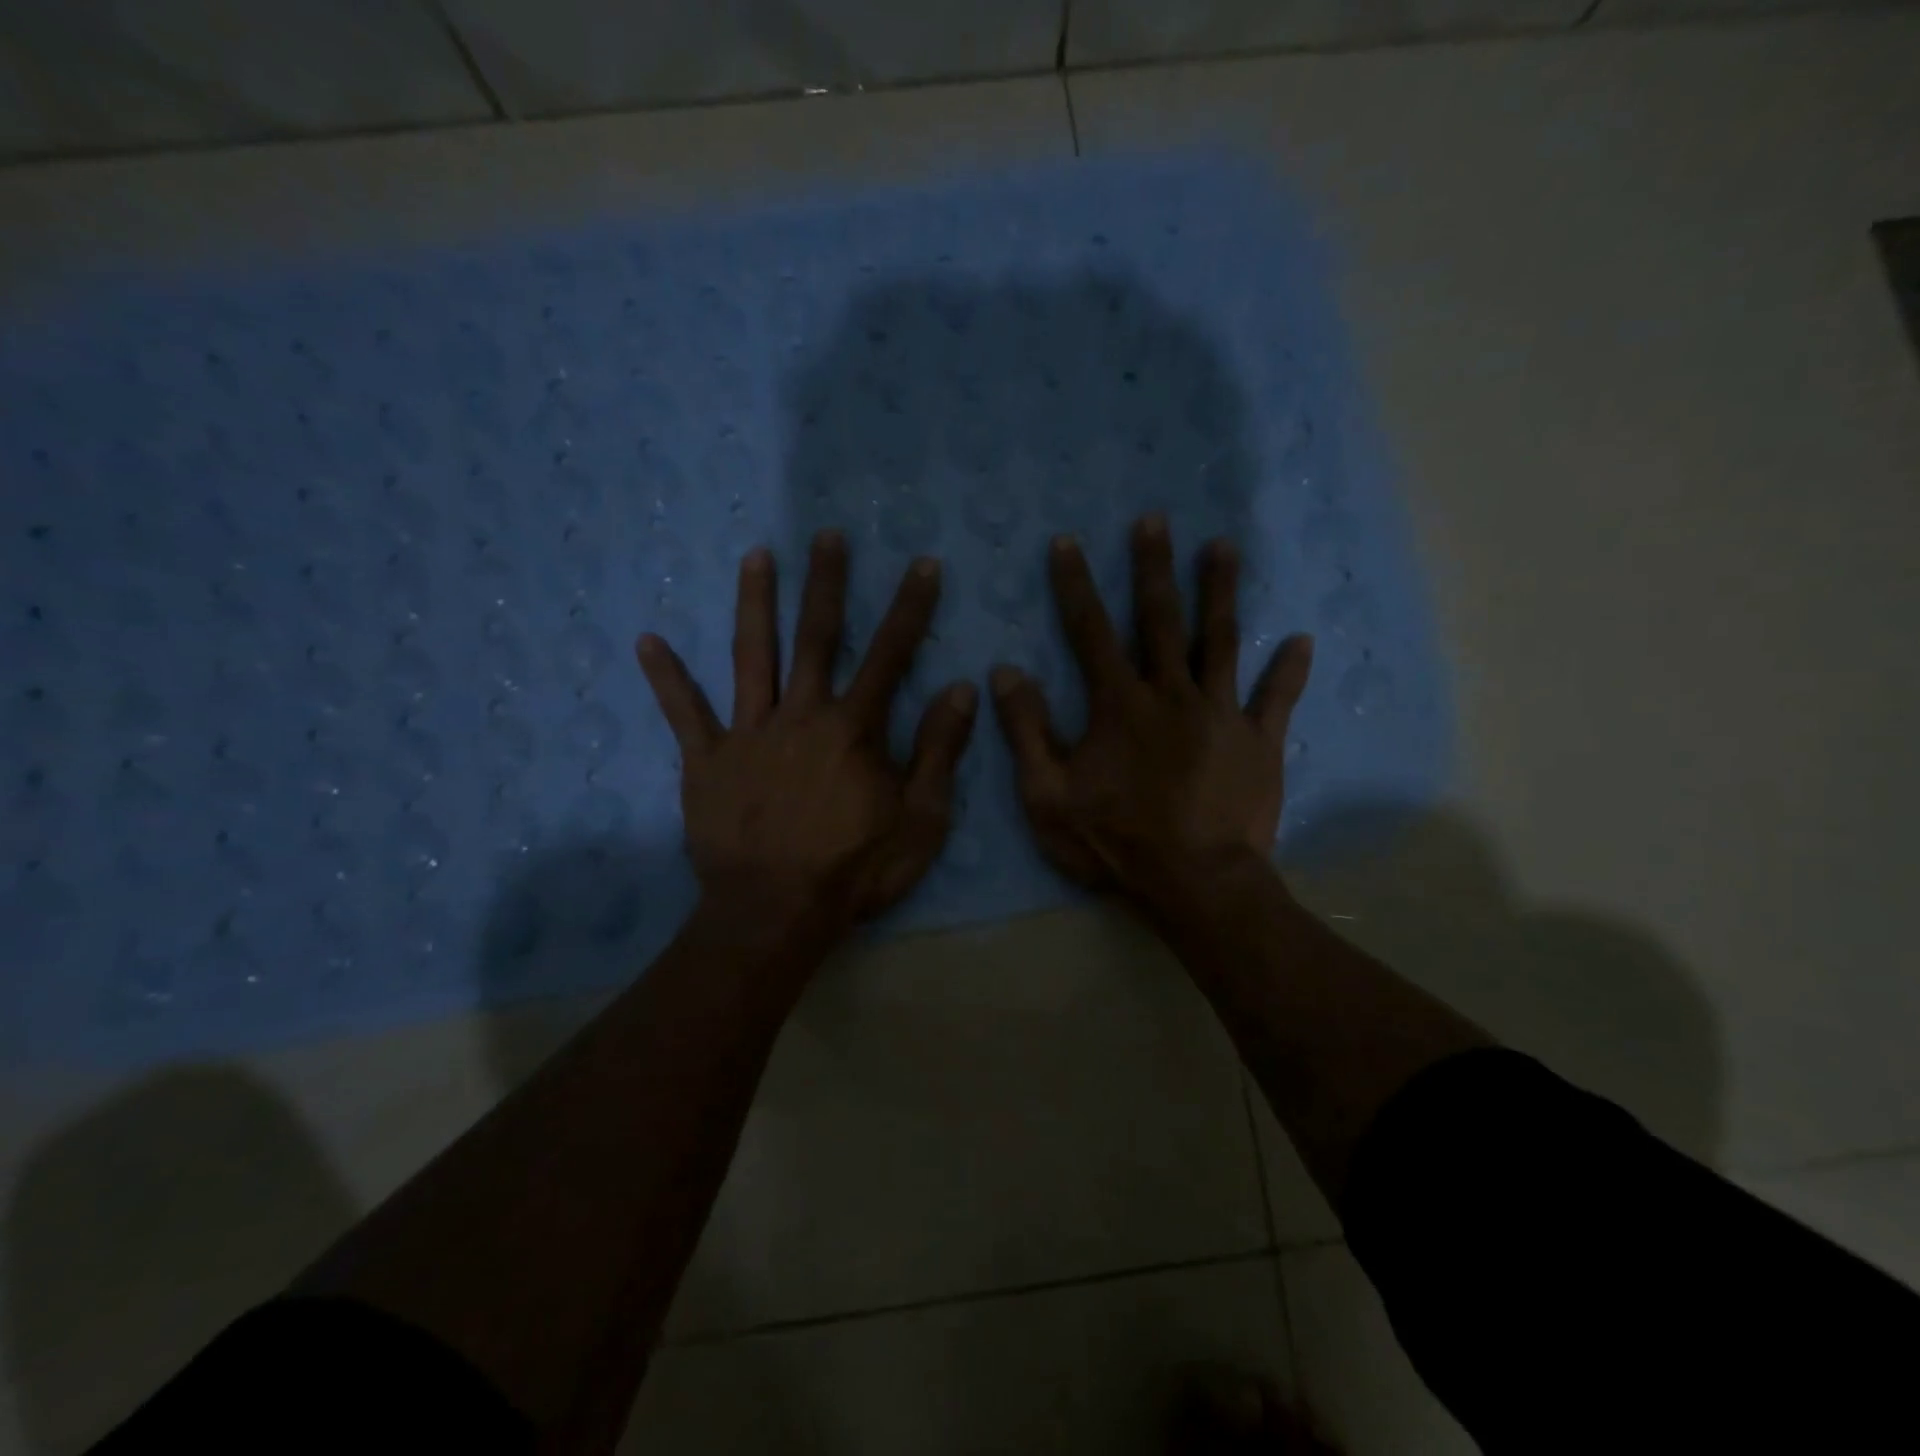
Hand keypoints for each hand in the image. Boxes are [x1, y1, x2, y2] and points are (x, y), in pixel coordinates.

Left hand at [637, 531, 976, 932]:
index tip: (922, 564)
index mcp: (854, 729)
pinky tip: (648, 640)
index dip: (910, 608)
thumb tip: (962, 688)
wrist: (776, 913)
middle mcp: (801, 715)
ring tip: (756, 555)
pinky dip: (666, 678)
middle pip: (816, 637)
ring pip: (751, 656)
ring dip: (755, 603)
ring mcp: (748, 734)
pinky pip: (685, 713)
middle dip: (826, 583)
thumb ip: (938, 750)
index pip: (890, 654)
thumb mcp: (920, 819)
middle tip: (827, 535)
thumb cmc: (856, 869)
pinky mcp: (707, 761)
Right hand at [990, 515, 1312, 908]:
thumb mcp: (1047, 795)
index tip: (1067, 542)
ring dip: (1221, 592)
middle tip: (1154, 520)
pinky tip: (1301, 640)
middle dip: (1154, 567)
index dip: (1075, 585)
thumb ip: (1026, 731)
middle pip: (1161, 620)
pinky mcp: (1259, 741)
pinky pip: (1277, 698)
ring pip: (1222, 641)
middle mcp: (1172, 694)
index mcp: (1119, 704)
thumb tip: (1005, 672)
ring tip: (1222, 546)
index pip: (1090, 631)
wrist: (1195, 883)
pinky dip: (1289, 670)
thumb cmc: (1115, 841)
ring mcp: (1221, 714)